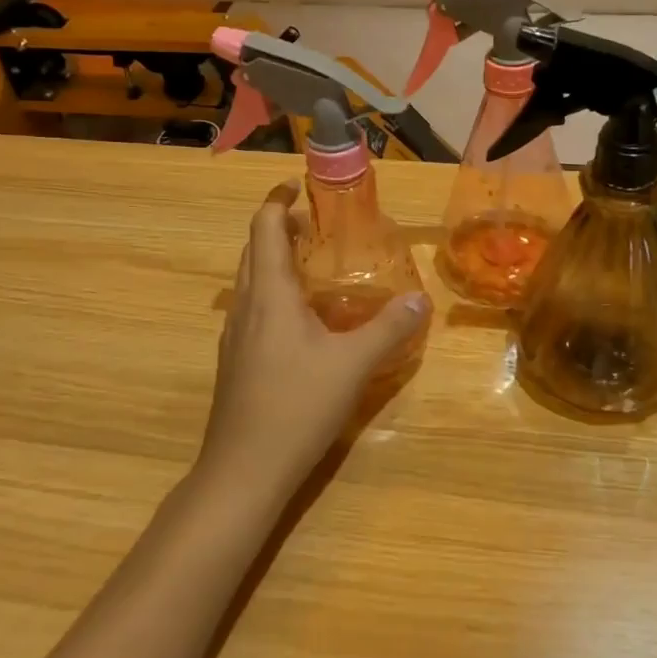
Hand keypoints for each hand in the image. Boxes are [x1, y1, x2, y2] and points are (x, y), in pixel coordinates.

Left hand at [199, 182, 430, 496]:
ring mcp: (235, 336)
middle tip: (317, 227)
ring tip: (313, 268)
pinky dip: (273, 295)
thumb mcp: (354, 364)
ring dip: (274, 263)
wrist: (243, 470)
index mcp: (269, 293)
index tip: (299, 187)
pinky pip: (252, 310)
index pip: (264, 227)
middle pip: (253, 250)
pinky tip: (302, 322)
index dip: (278, 201)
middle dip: (279, 229)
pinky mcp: (235, 362)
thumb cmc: (297, 405)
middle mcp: (246, 306)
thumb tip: (421, 301)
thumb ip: (389, 329)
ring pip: (250, 282)